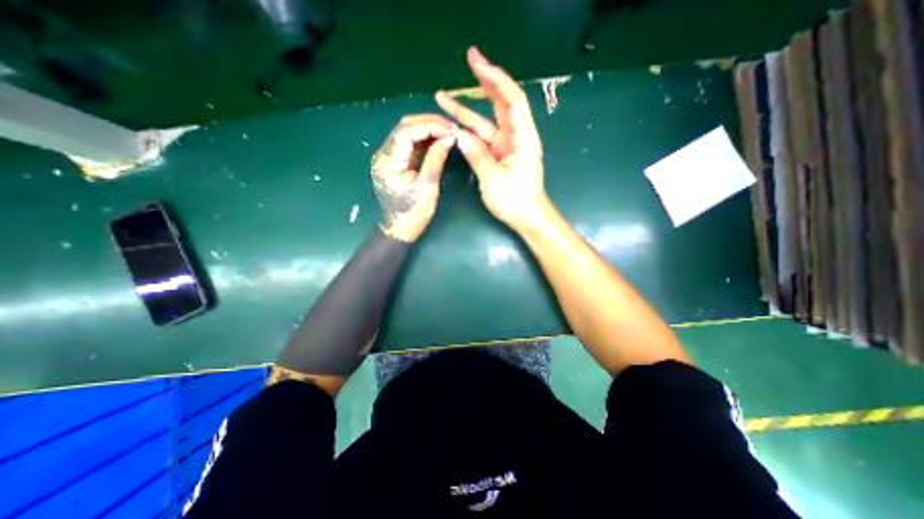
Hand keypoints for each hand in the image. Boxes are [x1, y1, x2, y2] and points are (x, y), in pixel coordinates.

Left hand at [368, 113, 453, 241]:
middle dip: (429, 123)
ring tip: (448, 132)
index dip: (429, 126)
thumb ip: (435, 161)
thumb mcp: (427, 189)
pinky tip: (439, 140)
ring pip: (407, 132)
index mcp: (388, 163)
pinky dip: (425, 139)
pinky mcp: (395, 161)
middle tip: (452, 128)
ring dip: (428, 129)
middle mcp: (383, 155)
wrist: (399, 230)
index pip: (406, 132)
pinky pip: (410, 143)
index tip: (451, 130)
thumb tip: (449, 138)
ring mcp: (388, 157)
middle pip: (404, 127)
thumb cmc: (413, 214)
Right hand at [436, 46, 546, 233]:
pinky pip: (483, 139)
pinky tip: (454, 125)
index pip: (512, 99)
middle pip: (501, 103)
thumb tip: (459, 136)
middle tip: (469, 59)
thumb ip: (477, 155)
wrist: (527, 218)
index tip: (477, 62)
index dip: (496, 78)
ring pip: (486, 122)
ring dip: (467, 110)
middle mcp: (516, 137)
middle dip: (484, 81)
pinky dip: (469, 132)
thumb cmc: (515, 200)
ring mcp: (506, 147)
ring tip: (443, 97)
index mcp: (522, 137)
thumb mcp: (493, 179)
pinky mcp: (499, 157)